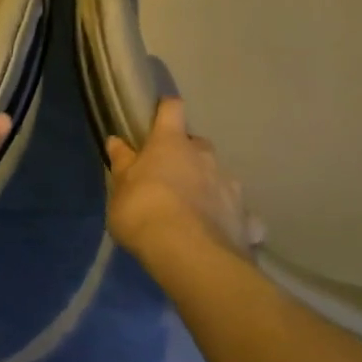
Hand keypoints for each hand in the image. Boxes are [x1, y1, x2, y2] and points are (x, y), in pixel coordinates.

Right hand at [105, 98, 262, 263]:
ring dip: (210, 187)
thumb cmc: (144, 212)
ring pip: (220, 177)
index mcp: (171, 143)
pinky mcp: (246, 217)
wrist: (187, 253)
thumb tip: (115, 140)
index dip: (167, 109)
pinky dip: (234, 221)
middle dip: (189, 157)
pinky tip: (225, 236)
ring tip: (198, 212)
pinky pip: (241, 216)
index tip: (161, 114)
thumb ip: (122, 163)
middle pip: (199, 145)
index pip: (172, 110)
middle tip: (173, 178)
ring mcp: (229, 185)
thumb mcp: (120, 189)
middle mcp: (205, 156)